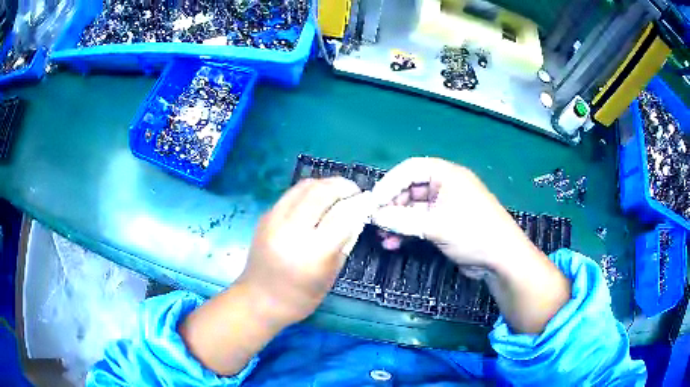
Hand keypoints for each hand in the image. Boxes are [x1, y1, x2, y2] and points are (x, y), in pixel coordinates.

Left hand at [181, 178, 373, 374]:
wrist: (258, 300)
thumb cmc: (299, 298)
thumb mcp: (330, 276)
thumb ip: (344, 243)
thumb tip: (356, 215)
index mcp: (312, 253)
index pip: (342, 216)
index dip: (359, 204)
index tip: (368, 201)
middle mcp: (291, 231)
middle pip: (322, 192)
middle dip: (343, 186)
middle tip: (354, 191)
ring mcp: (274, 220)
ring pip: (305, 186)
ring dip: (326, 184)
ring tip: (337, 191)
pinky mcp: (266, 216)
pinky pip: (292, 194)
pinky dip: (309, 191)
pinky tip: (317, 200)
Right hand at [371, 157, 526, 273]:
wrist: (501, 259)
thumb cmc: (473, 233)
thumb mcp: (436, 225)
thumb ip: (402, 220)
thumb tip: (373, 215)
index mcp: (446, 175)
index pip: (410, 169)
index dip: (389, 183)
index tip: (373, 202)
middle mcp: (444, 186)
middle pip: (409, 189)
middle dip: (391, 205)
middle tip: (375, 222)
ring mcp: (445, 206)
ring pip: (412, 208)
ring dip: (396, 221)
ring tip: (382, 236)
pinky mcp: (445, 223)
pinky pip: (420, 222)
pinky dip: (407, 231)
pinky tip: (394, 244)